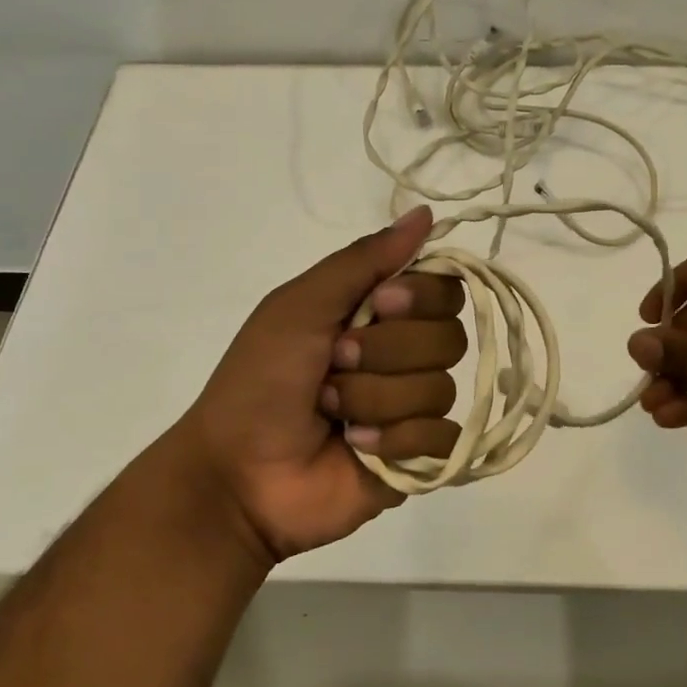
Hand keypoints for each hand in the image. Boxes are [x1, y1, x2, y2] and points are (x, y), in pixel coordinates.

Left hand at [178, 207, 465, 560]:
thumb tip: (426, 213)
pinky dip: (394, 440)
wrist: (237, 472)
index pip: (445, 289)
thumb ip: (363, 260)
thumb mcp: (300, 306)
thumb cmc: (260, 379)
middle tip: (334, 364)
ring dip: (375, 399)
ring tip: (331, 412)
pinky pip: (443, 438)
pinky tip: (355, 446)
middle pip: (450, 337)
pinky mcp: (417, 457)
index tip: (379, 306)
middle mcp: (403, 354)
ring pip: (441, 388)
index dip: (421, 297)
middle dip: (385, 353)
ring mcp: (412, 407)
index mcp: (378, 313)